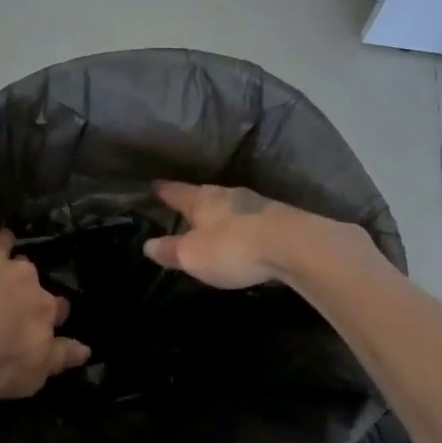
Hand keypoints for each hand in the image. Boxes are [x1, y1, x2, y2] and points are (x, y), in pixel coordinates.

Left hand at [0, 206, 89, 397]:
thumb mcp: (30, 376)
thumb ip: (57, 359)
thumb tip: (85, 350)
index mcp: (43, 311)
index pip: (56, 310)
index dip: (53, 314)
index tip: (48, 317)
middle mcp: (26, 280)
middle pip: (31, 278)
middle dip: (27, 282)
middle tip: (13, 290)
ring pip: (9, 247)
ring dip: (9, 246)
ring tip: (5, 245)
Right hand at [143, 180, 366, 289]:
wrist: (294, 246)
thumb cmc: (233, 247)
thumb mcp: (193, 255)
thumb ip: (170, 250)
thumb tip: (147, 245)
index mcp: (202, 199)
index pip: (175, 191)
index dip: (162, 191)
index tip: (152, 186)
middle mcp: (227, 194)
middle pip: (204, 195)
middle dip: (193, 202)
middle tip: (181, 208)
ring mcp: (255, 204)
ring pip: (229, 206)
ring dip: (219, 214)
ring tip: (211, 224)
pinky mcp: (278, 218)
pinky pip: (249, 219)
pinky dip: (240, 226)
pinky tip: (241, 235)